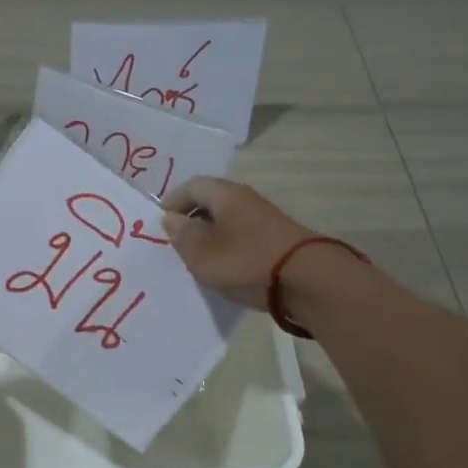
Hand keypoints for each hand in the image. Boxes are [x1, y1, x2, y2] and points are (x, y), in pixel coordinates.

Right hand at [160, 178, 316, 309]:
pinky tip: (224, 269)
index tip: (160, 224)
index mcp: (226, 194)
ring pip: (227, 221)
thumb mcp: (202, 253)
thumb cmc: (246, 261)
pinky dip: (227, 248)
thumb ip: (183, 235)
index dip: (172, 201)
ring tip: (197, 260)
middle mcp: (246, 199)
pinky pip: (242, 237)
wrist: (307, 281)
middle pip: (211, 202)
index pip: (192, 186)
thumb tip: (172, 219)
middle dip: (190, 219)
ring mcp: (264, 219)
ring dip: (209, 236)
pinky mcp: (276, 240)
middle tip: (175, 243)